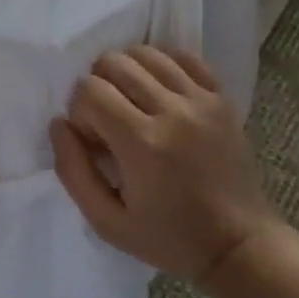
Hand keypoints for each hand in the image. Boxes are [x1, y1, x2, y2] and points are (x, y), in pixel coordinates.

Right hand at [50, 46, 283, 280]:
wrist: (239, 245)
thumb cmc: (169, 239)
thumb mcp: (107, 222)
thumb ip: (73, 171)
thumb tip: (59, 124)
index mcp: (142, 144)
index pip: (90, 91)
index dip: (79, 111)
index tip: (93, 140)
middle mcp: (172, 112)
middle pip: (115, 62)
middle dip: (98, 85)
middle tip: (108, 119)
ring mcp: (201, 100)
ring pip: (147, 53)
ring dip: (127, 71)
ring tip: (131, 102)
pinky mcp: (221, 98)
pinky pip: (184, 56)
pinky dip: (162, 63)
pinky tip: (158, 89)